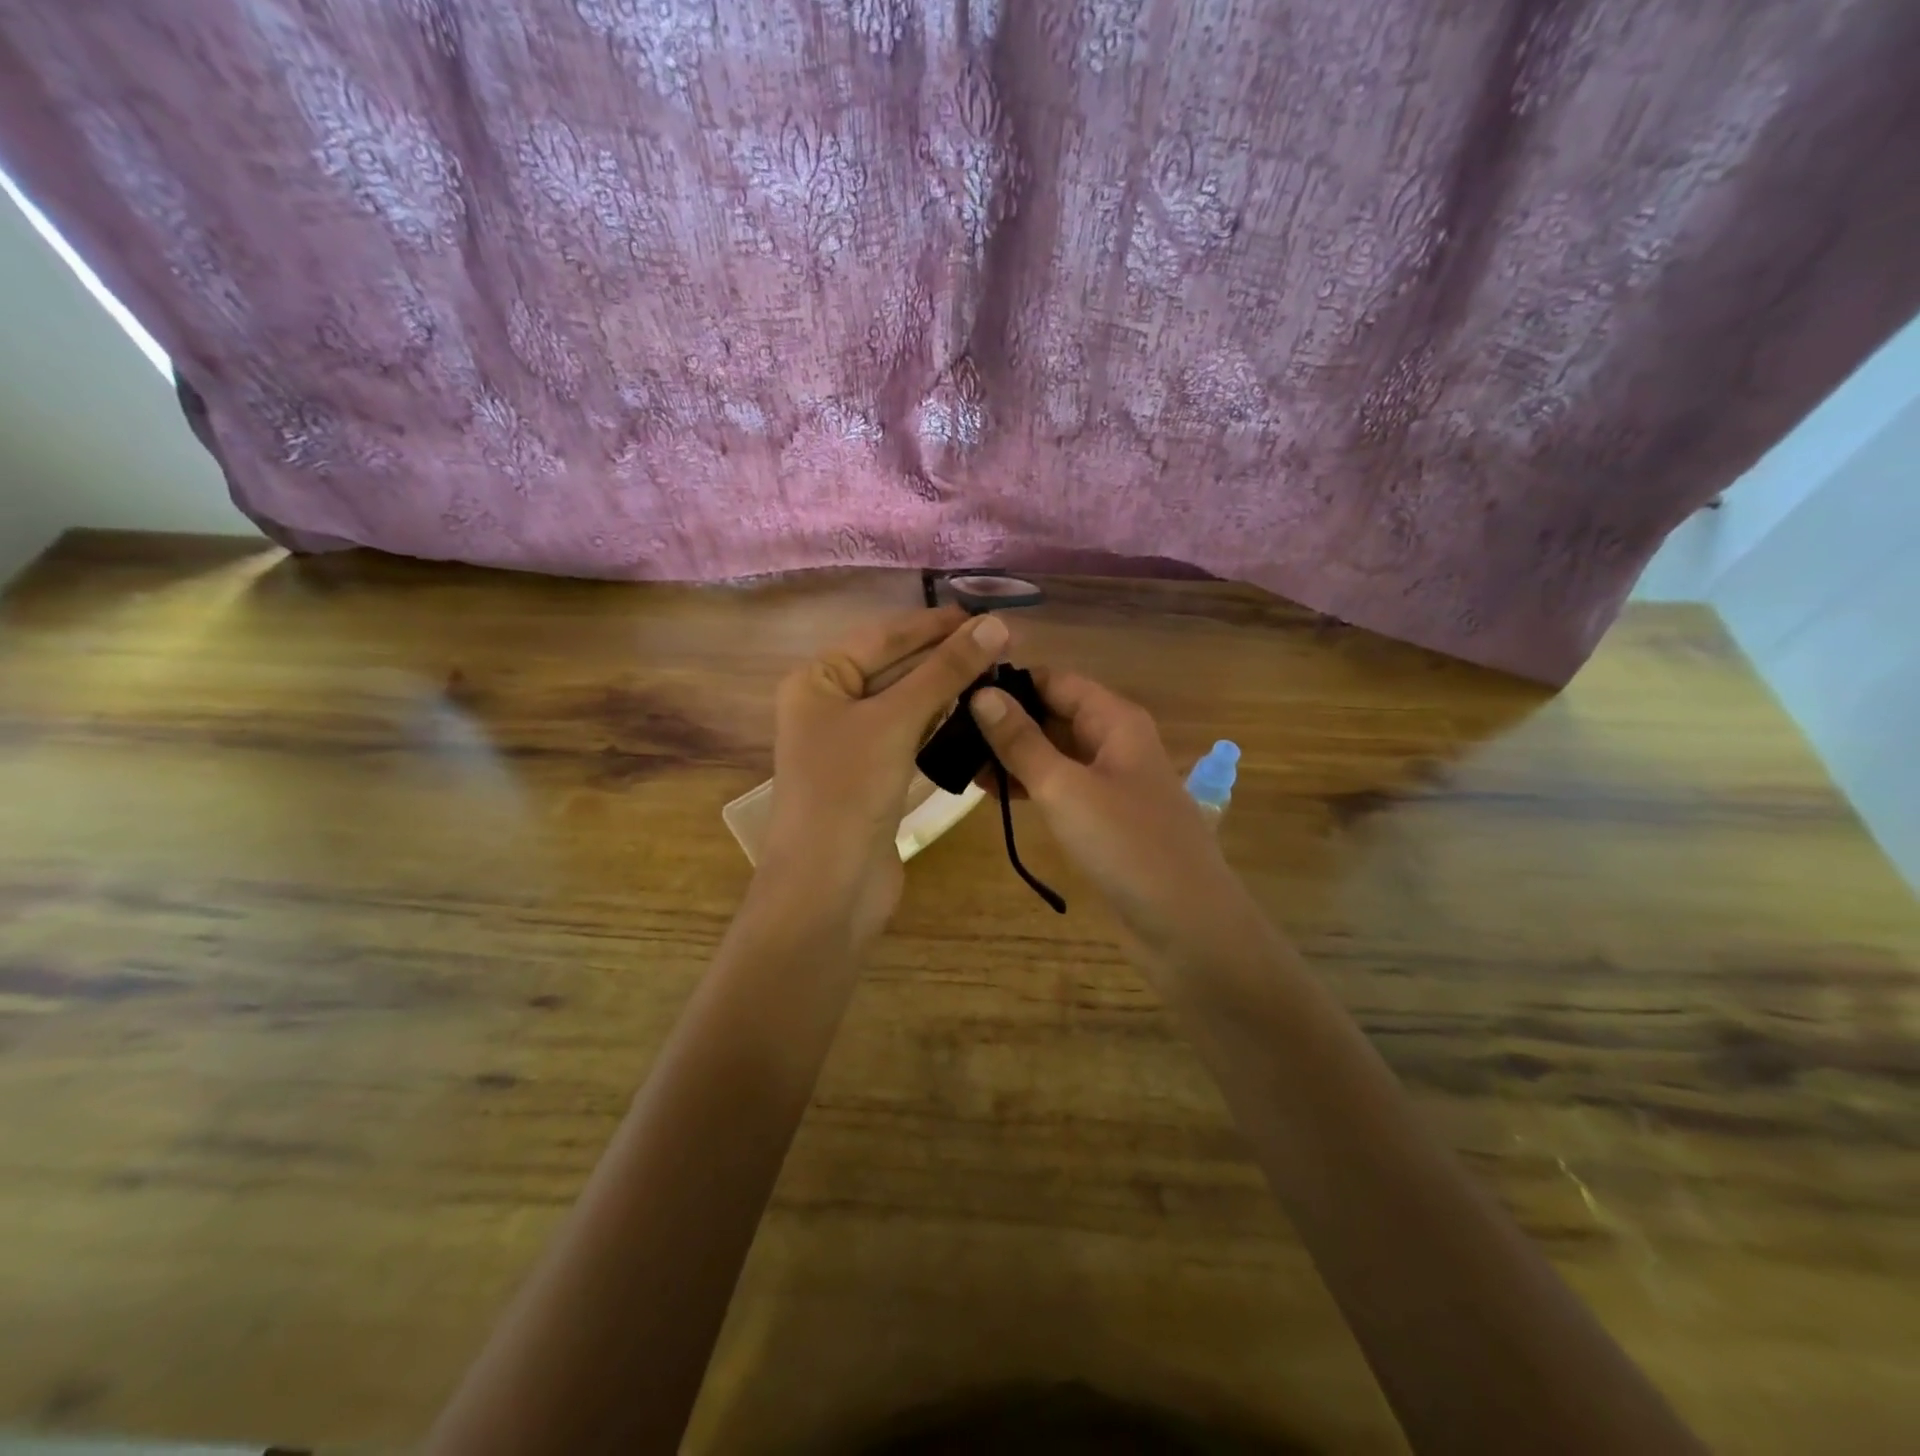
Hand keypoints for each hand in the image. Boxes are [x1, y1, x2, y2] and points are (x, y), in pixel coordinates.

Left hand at [761, 606, 1010, 947]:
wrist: (829, 888)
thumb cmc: (848, 790)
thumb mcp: (895, 722)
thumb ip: (943, 672)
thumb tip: (994, 625)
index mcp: (818, 681)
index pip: (883, 637)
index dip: (934, 624)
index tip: (985, 616)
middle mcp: (830, 706)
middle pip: (894, 668)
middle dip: (944, 657)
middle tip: (1001, 645)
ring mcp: (851, 745)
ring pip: (905, 703)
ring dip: (946, 689)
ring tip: (996, 674)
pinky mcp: (873, 777)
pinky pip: (909, 737)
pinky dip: (939, 724)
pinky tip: (972, 714)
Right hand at [968, 670, 1254, 966]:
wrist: (1185, 923)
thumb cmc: (1126, 844)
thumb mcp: (1064, 787)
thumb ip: (1021, 741)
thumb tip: (980, 694)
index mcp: (1114, 720)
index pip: (1054, 680)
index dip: (1009, 682)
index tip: (956, 690)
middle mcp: (1113, 741)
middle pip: (1053, 714)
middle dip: (1004, 720)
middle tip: (944, 730)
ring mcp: (1110, 781)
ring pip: (1053, 753)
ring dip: (1011, 755)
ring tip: (956, 761)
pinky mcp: (1103, 817)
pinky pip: (1060, 786)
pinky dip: (1028, 785)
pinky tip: (989, 792)